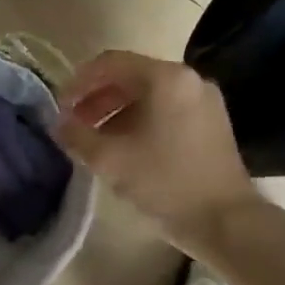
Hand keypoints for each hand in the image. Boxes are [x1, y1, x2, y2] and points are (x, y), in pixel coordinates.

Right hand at [53, 50, 256, 247]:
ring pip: (148, 94)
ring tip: (95, 139)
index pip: (110, 63)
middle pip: (130, 76)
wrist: (226, 221)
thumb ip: (76, 134)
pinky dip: (139, 120)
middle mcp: (188, 79)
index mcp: (165, 78)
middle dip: (96, 98)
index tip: (60, 107)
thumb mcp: (109, 159)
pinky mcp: (211, 123)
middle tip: (74, 124)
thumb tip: (58, 123)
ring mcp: (204, 101)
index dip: (78, 82)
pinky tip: (125, 147)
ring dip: (115, 110)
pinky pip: (166, 109)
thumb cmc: (165, 182)